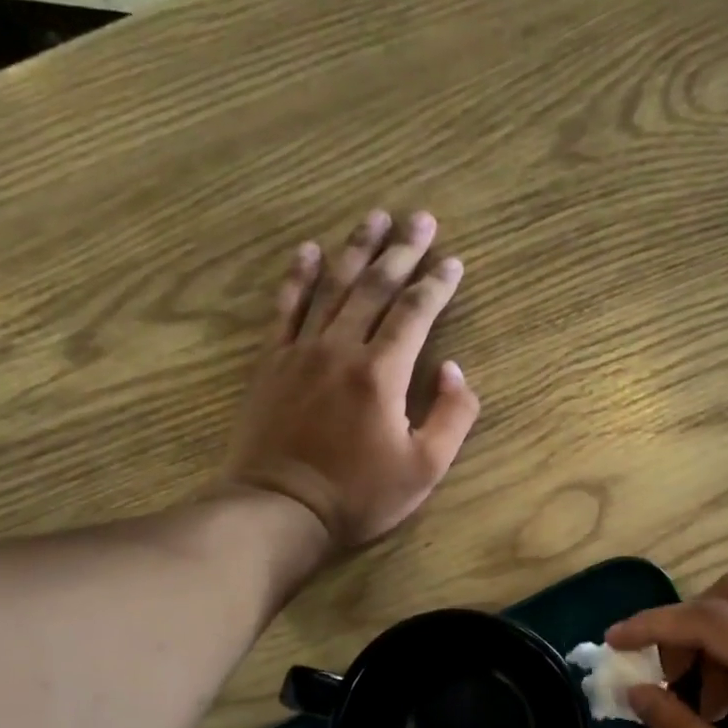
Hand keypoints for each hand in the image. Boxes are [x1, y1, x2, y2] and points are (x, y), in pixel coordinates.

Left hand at [224, 210, 481, 548]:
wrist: (280, 510)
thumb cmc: (358, 496)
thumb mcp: (425, 469)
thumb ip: (452, 417)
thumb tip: (456, 370)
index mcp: (382, 373)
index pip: (416, 313)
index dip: (437, 284)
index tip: (453, 261)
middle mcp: (341, 348)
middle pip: (375, 288)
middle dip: (402, 250)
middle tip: (421, 218)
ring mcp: (301, 351)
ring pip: (332, 287)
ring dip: (356, 249)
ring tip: (374, 217)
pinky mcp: (271, 363)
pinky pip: (285, 308)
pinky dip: (298, 276)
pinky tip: (308, 250)